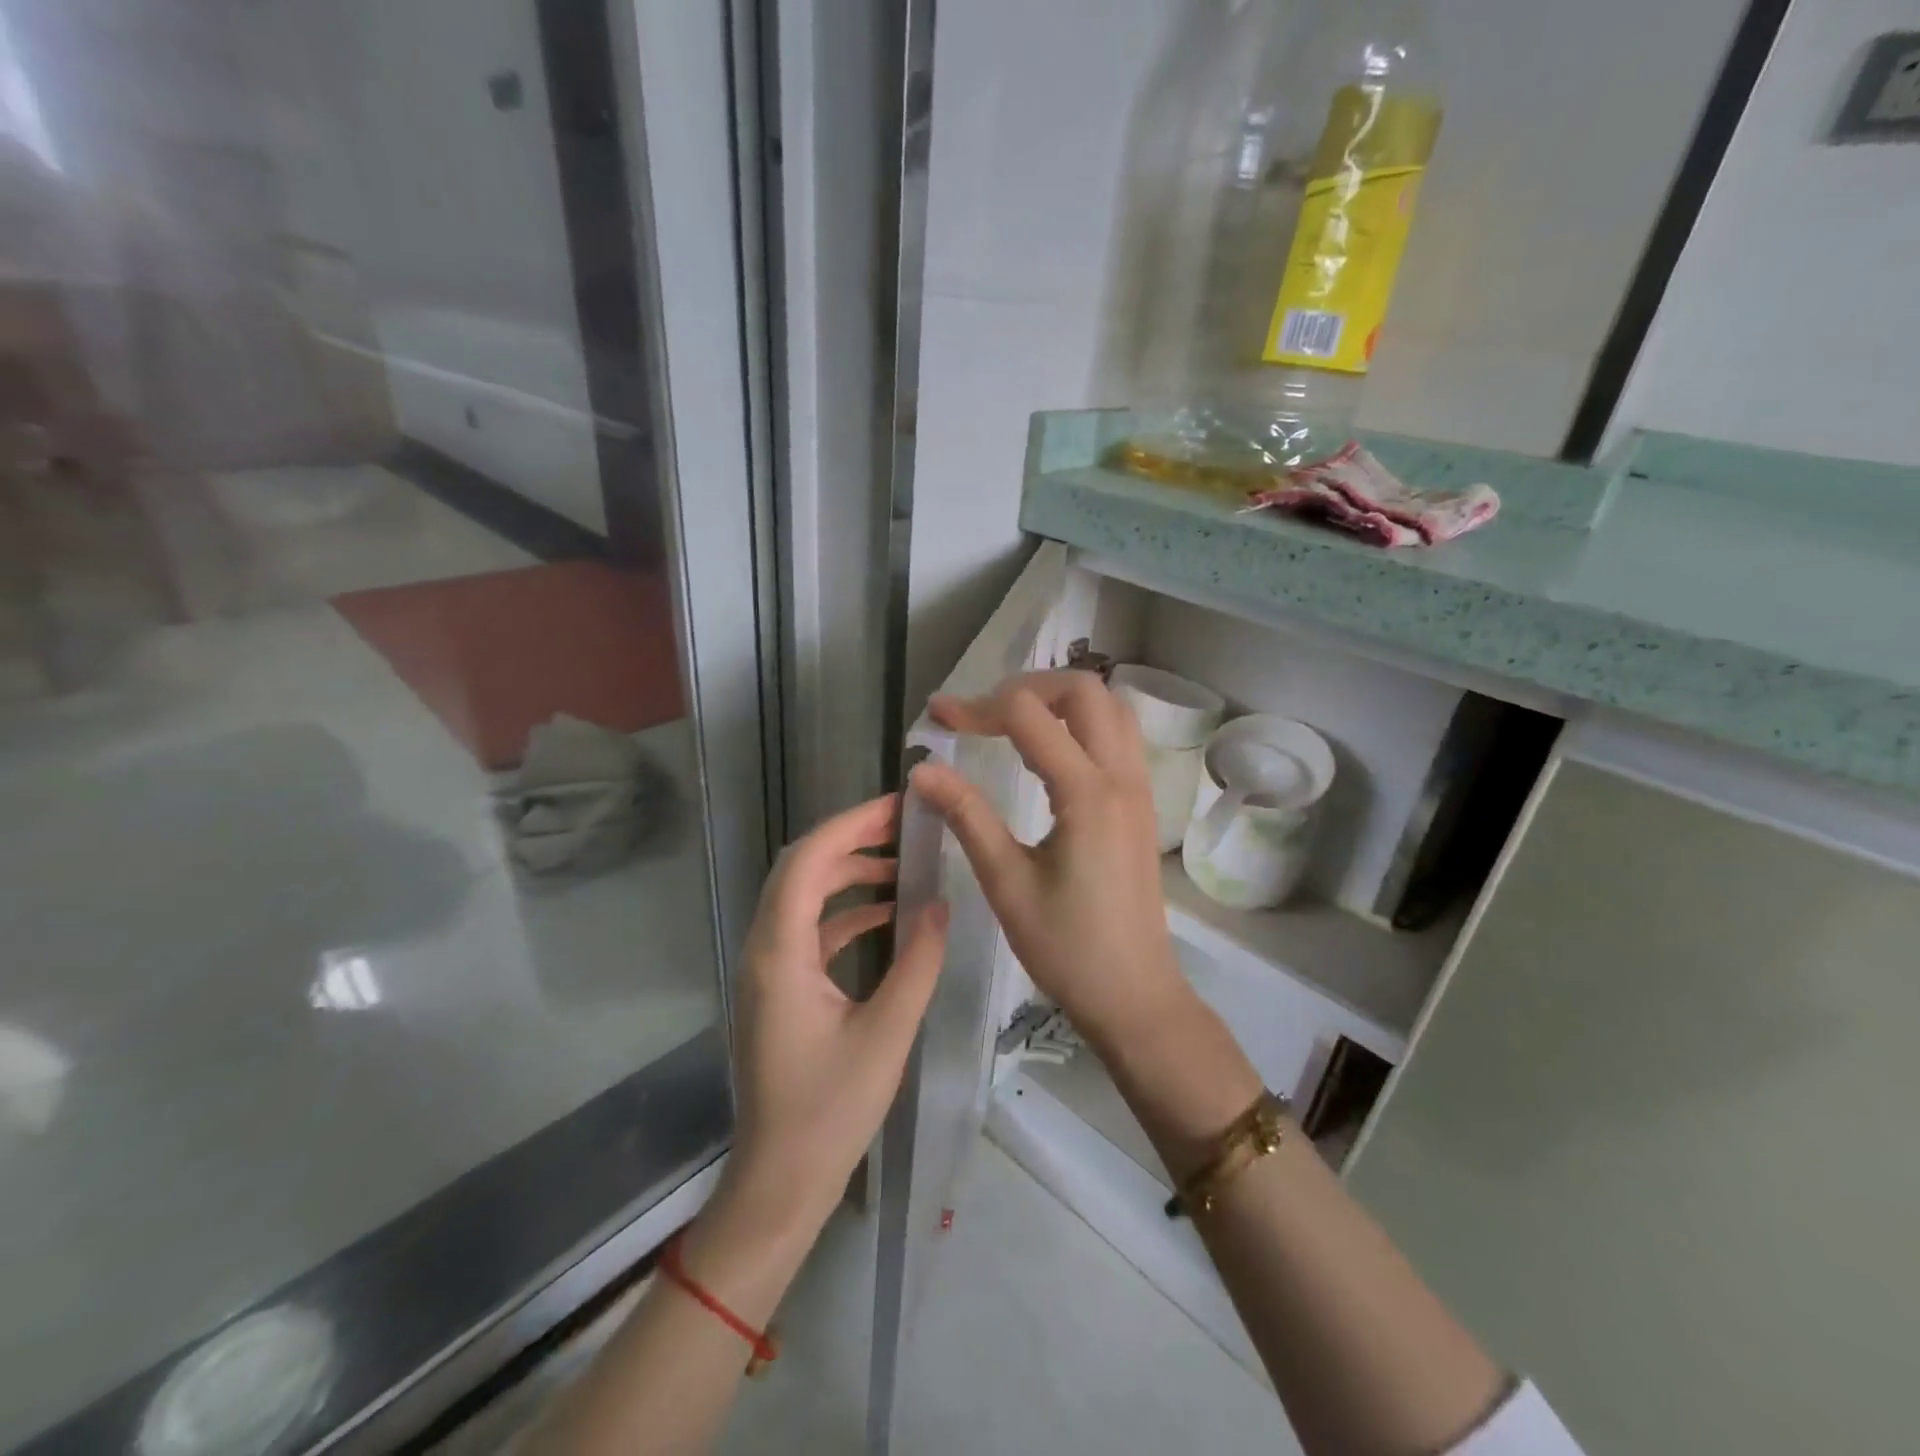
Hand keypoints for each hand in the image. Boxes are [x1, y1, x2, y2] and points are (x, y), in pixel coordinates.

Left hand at [721, 793, 948, 1242]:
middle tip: (905, 824)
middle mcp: (764, 949)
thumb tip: (941, 904)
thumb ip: (918, 964)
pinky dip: (845, 910)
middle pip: (800, 868)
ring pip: (803, 895)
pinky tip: (887, 913)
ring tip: (902, 861)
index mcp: (780, 953)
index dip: (851, 825)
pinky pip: (810, 928)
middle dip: (851, 838)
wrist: (780, 1180)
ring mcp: (768, 968)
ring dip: (848, 872)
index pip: (807, 862)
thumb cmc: (830, 1111)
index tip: (898, 807)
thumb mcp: (887, 1035)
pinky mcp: (780, 986)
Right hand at [911, 670, 1262, 1177]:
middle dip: (1026, 687)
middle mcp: (1121, 776)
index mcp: (1087, 792)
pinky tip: (1046, 755)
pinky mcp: (1141, 804)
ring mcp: (1138, 788)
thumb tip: (922, 769)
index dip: (976, 707)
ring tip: (1011, 725)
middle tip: (982, 715)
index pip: (1028, 715)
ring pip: (1109, 707)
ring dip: (1059, 701)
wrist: (1134, 994)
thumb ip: (967, 815)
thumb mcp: (1006, 882)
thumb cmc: (1066, 947)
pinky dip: (1081, 724)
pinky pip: (1118, 736)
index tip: (937, 718)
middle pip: (1083, 690)